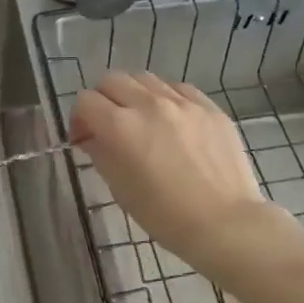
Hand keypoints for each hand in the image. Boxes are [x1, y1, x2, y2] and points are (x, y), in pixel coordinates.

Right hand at [70, 71, 284, 278]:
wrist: (225, 223)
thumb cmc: (164, 215)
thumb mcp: (120, 188)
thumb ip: (101, 154)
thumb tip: (92, 138)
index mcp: (120, 127)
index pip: (85, 101)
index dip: (78, 118)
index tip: (84, 138)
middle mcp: (149, 104)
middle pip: (112, 80)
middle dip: (102, 100)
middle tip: (107, 125)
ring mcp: (183, 102)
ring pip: (145, 79)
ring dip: (133, 94)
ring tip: (140, 119)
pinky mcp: (209, 107)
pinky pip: (178, 88)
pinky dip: (165, 97)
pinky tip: (171, 119)